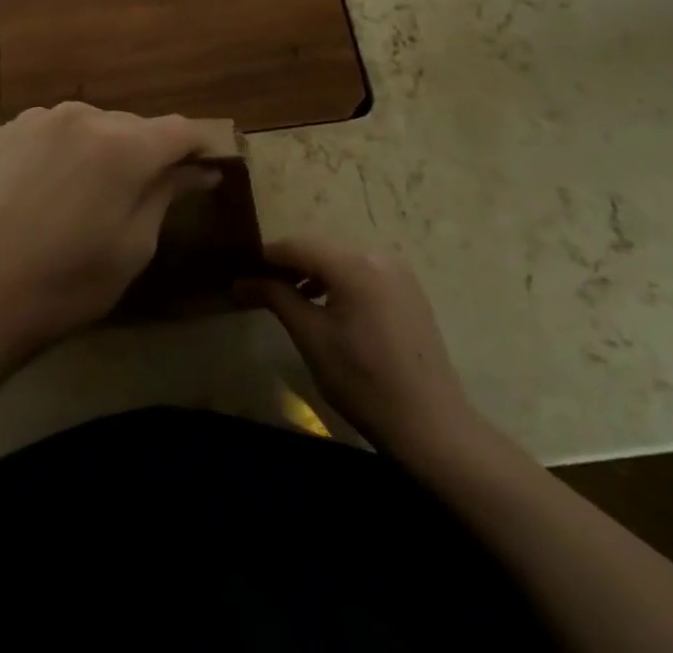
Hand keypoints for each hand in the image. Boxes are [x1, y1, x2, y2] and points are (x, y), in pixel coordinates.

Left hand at [0, 102, 216, 369]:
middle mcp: (85, 115)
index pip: (180, 130)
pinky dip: (69, 150)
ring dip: (106, 150)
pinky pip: (58, 130)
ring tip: (90, 197)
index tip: (203, 171)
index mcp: (123, 145)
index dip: (198, 148)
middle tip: (144, 196)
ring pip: (95, 125)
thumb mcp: (133, 248)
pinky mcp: (9, 128)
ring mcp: (42, 117)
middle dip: (149, 154)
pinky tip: (52, 189)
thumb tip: (199, 170)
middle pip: (136, 126)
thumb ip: (167, 195)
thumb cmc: (64, 285)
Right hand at [238, 236, 489, 465]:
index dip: (267, 255)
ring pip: (341, 261)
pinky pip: (362, 273)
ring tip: (290, 298)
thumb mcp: (311, 338)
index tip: (241, 269)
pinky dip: (339, 282)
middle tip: (260, 285)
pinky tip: (326, 307)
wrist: (432, 428)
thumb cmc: (364, 383)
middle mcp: (378, 256)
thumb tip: (240, 281)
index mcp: (354, 264)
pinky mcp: (408, 290)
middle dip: (289, 264)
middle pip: (320, 249)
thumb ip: (276, 297)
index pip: (298, 245)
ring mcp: (398, 272)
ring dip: (314, 273)